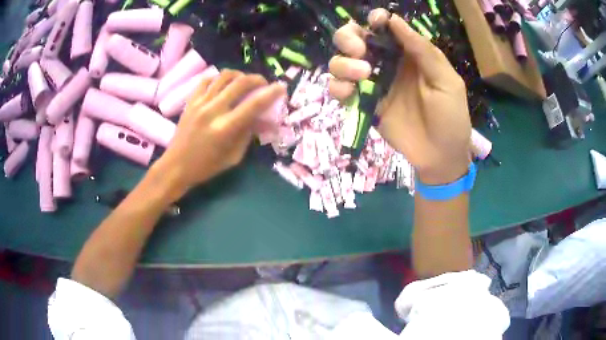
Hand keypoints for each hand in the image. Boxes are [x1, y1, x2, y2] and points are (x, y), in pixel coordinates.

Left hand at [154, 69, 285, 198]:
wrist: (176, 166)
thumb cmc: (207, 167)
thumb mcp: (234, 157)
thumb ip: (248, 134)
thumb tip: (262, 118)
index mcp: (226, 128)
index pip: (254, 104)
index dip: (271, 93)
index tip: (282, 87)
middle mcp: (213, 110)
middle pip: (240, 83)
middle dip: (257, 79)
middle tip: (263, 84)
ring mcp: (200, 103)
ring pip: (224, 76)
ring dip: (239, 75)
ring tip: (244, 82)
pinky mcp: (190, 101)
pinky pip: (207, 80)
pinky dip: (219, 78)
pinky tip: (223, 84)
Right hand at [328, 9, 471, 184]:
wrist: (440, 156)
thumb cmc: (450, 117)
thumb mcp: (446, 81)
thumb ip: (423, 51)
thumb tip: (395, 21)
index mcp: (409, 54)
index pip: (385, 28)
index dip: (376, 20)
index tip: (375, 23)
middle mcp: (387, 63)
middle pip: (355, 39)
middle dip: (350, 38)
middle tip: (360, 52)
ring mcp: (373, 84)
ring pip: (341, 61)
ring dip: (343, 63)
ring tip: (363, 75)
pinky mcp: (363, 104)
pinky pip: (340, 89)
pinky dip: (337, 88)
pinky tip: (348, 93)